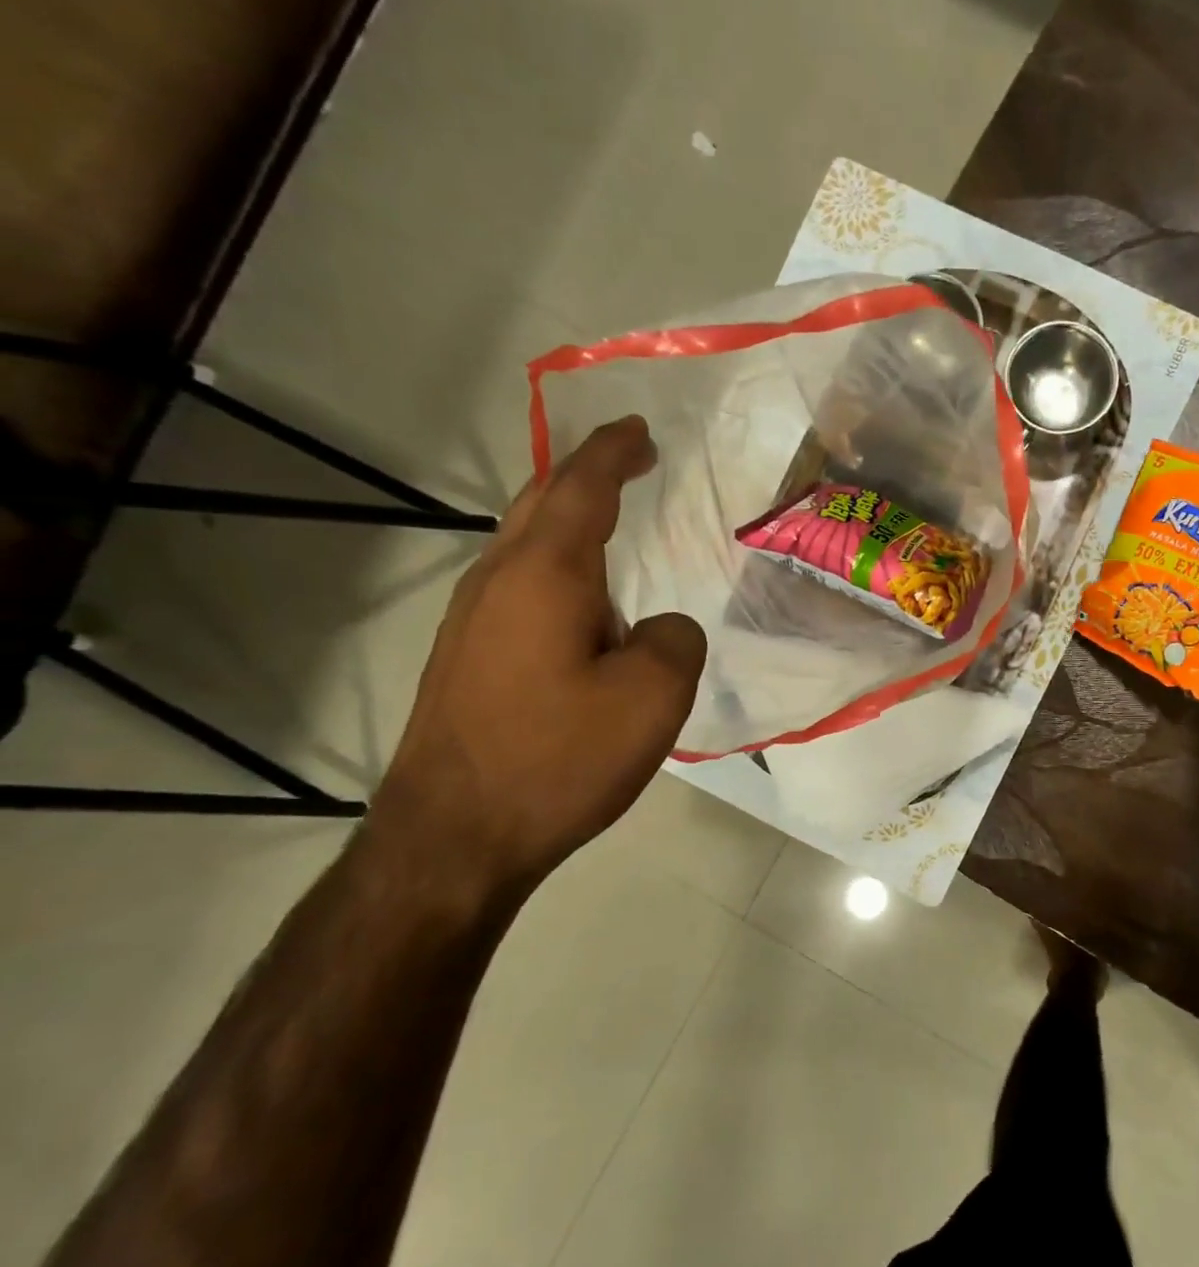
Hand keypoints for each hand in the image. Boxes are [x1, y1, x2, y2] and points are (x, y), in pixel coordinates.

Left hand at [372, 417, 706, 897]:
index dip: (614, 452)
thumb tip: (658, 628)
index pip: (582, 488)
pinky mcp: (467, 659)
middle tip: (629, 461)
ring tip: (612, 525)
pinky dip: (556, 567)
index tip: (641, 430)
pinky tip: (583, 602)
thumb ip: (675, 640)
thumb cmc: (559, 757)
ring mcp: (473, 621)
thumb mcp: (653, 697)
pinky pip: (520, 587)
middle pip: (539, 502)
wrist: (455, 837)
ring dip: (567, 520)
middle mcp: (498, 583)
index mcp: (544, 575)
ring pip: (524, 545)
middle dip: (585, 473)